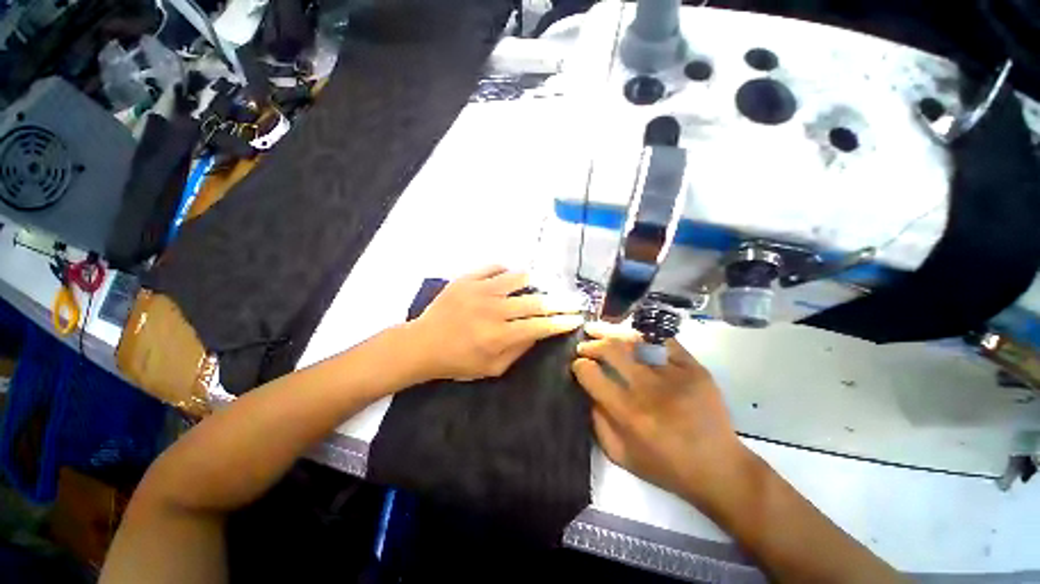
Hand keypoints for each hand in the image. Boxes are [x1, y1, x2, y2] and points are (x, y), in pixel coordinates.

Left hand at [408, 266, 583, 381]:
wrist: (422, 343)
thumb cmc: (458, 361)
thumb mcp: (491, 369)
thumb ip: (518, 350)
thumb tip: (538, 332)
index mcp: (499, 336)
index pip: (540, 326)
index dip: (562, 322)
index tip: (576, 318)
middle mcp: (493, 310)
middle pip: (536, 302)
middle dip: (560, 302)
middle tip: (573, 300)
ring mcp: (480, 290)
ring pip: (518, 278)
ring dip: (535, 282)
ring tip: (542, 285)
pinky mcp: (467, 279)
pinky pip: (494, 267)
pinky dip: (507, 271)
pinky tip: (509, 277)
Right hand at [571, 322, 747, 503]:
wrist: (718, 468)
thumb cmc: (665, 466)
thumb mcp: (620, 456)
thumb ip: (597, 423)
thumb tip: (587, 390)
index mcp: (628, 413)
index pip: (593, 375)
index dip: (580, 366)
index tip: (577, 364)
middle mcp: (649, 389)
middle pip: (612, 350)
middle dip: (592, 344)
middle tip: (585, 345)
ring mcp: (674, 374)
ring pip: (635, 340)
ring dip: (612, 333)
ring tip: (600, 330)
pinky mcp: (694, 368)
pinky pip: (663, 341)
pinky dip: (643, 336)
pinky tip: (631, 336)